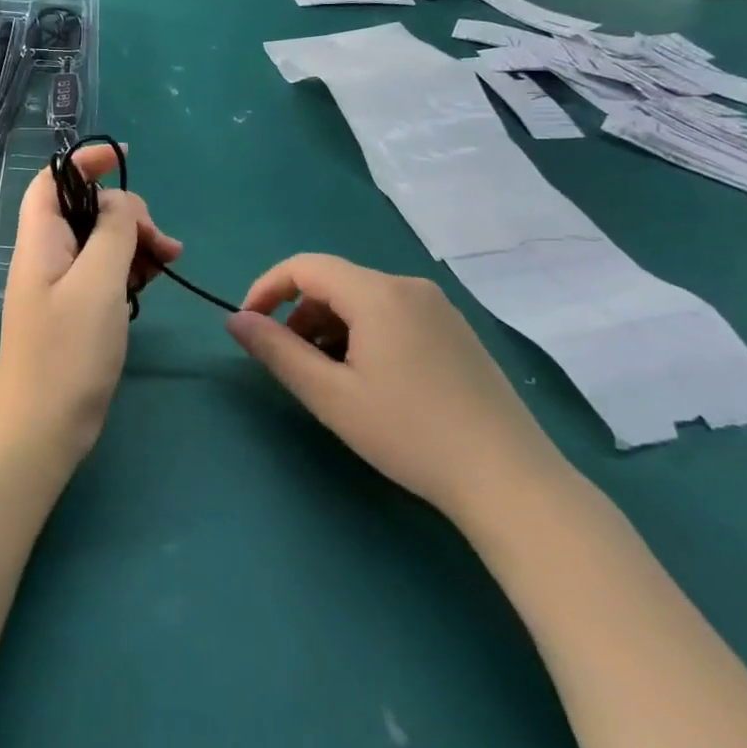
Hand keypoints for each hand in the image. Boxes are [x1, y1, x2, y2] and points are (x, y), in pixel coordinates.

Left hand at [0, 147, 180, 463]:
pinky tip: (152, 280)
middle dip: (127, 213)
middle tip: (162, 243)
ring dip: (135, 242)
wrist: (43, 428)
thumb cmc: (68, 353)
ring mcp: (60, 284)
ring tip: (168, 263)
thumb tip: (121, 204)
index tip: (125, 158)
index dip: (84, 161)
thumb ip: (112, 232)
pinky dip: (129, 268)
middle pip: (85, 209)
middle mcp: (46, 255)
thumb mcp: (98, 283)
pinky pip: (103, 271)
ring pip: (100, 241)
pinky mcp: (75, 309)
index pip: (53, 179)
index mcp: (40, 240)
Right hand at [226, 255, 566, 524]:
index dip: (267, 288)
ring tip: (331, 379)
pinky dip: (364, 334)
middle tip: (293, 364)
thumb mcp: (330, 396)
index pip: (305, 266)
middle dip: (300, 315)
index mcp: (377, 293)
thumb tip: (235, 320)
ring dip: (331, 327)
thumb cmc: (410, 434)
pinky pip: (393, 314)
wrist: (511, 481)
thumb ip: (277, 351)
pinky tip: (372, 380)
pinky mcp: (456, 330)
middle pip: (335, 283)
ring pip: (363, 300)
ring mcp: (438, 307)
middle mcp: (409, 286)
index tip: (249, 326)